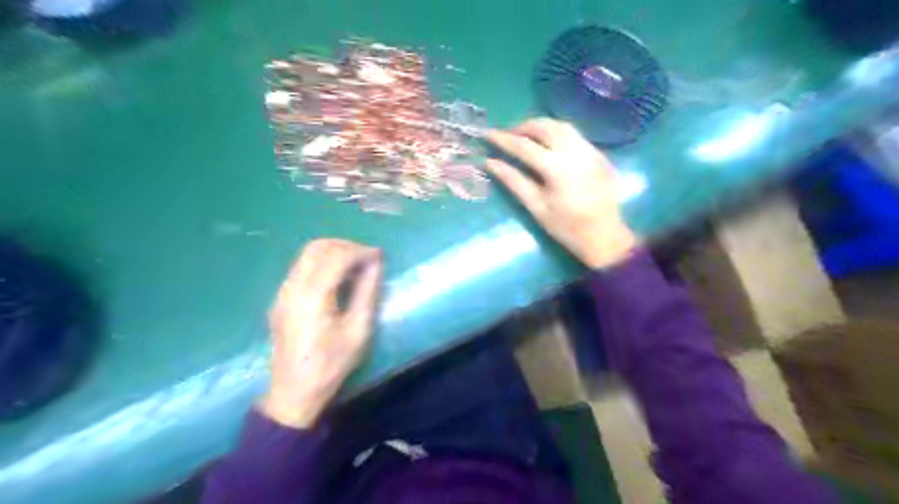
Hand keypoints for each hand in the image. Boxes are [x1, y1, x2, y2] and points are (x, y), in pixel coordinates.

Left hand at [262, 238, 383, 426]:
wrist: (293, 392)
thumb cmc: (331, 364)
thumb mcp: (358, 330)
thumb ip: (367, 292)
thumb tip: (376, 264)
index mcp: (313, 296)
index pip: (337, 256)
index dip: (360, 251)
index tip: (379, 256)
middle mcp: (293, 288)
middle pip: (317, 248)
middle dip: (345, 245)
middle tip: (366, 257)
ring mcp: (283, 292)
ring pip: (306, 255)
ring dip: (332, 252)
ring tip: (355, 265)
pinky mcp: (280, 299)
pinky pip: (301, 268)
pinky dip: (321, 263)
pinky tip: (336, 278)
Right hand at [485, 118, 638, 269]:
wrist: (605, 236)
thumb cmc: (566, 227)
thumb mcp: (536, 206)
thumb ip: (513, 181)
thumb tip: (491, 163)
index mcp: (557, 167)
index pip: (524, 145)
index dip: (504, 139)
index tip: (488, 134)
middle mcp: (575, 151)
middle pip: (545, 127)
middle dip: (523, 127)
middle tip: (508, 135)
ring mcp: (590, 150)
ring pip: (562, 126)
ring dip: (541, 126)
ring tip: (526, 136)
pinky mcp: (599, 155)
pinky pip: (575, 135)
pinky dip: (558, 133)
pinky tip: (549, 144)